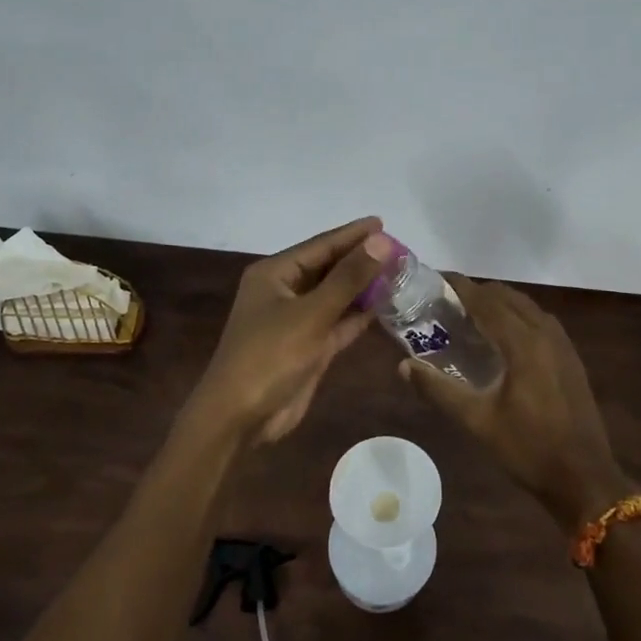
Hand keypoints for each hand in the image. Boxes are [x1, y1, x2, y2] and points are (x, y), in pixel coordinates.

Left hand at [186, 217, 394, 445]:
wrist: (240, 417)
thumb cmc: (269, 356)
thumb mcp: (311, 313)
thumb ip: (348, 278)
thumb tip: (381, 241)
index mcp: (274, 275)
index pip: (320, 246)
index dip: (352, 235)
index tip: (383, 223)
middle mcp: (285, 292)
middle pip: (329, 269)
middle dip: (361, 260)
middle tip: (400, 250)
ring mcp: (297, 321)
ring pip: (336, 297)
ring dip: (364, 287)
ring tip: (399, 273)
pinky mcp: (308, 347)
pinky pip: (338, 323)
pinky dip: (359, 315)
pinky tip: (385, 305)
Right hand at [399, 276, 629, 531]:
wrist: (584, 478)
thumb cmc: (528, 449)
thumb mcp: (477, 421)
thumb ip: (439, 390)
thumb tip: (403, 366)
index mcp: (523, 343)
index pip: (487, 301)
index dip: (461, 286)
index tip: (437, 277)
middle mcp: (546, 333)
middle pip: (508, 297)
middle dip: (478, 292)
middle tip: (447, 301)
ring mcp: (563, 345)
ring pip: (527, 307)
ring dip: (500, 303)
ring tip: (471, 315)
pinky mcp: (571, 359)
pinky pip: (540, 322)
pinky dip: (518, 316)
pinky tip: (503, 337)